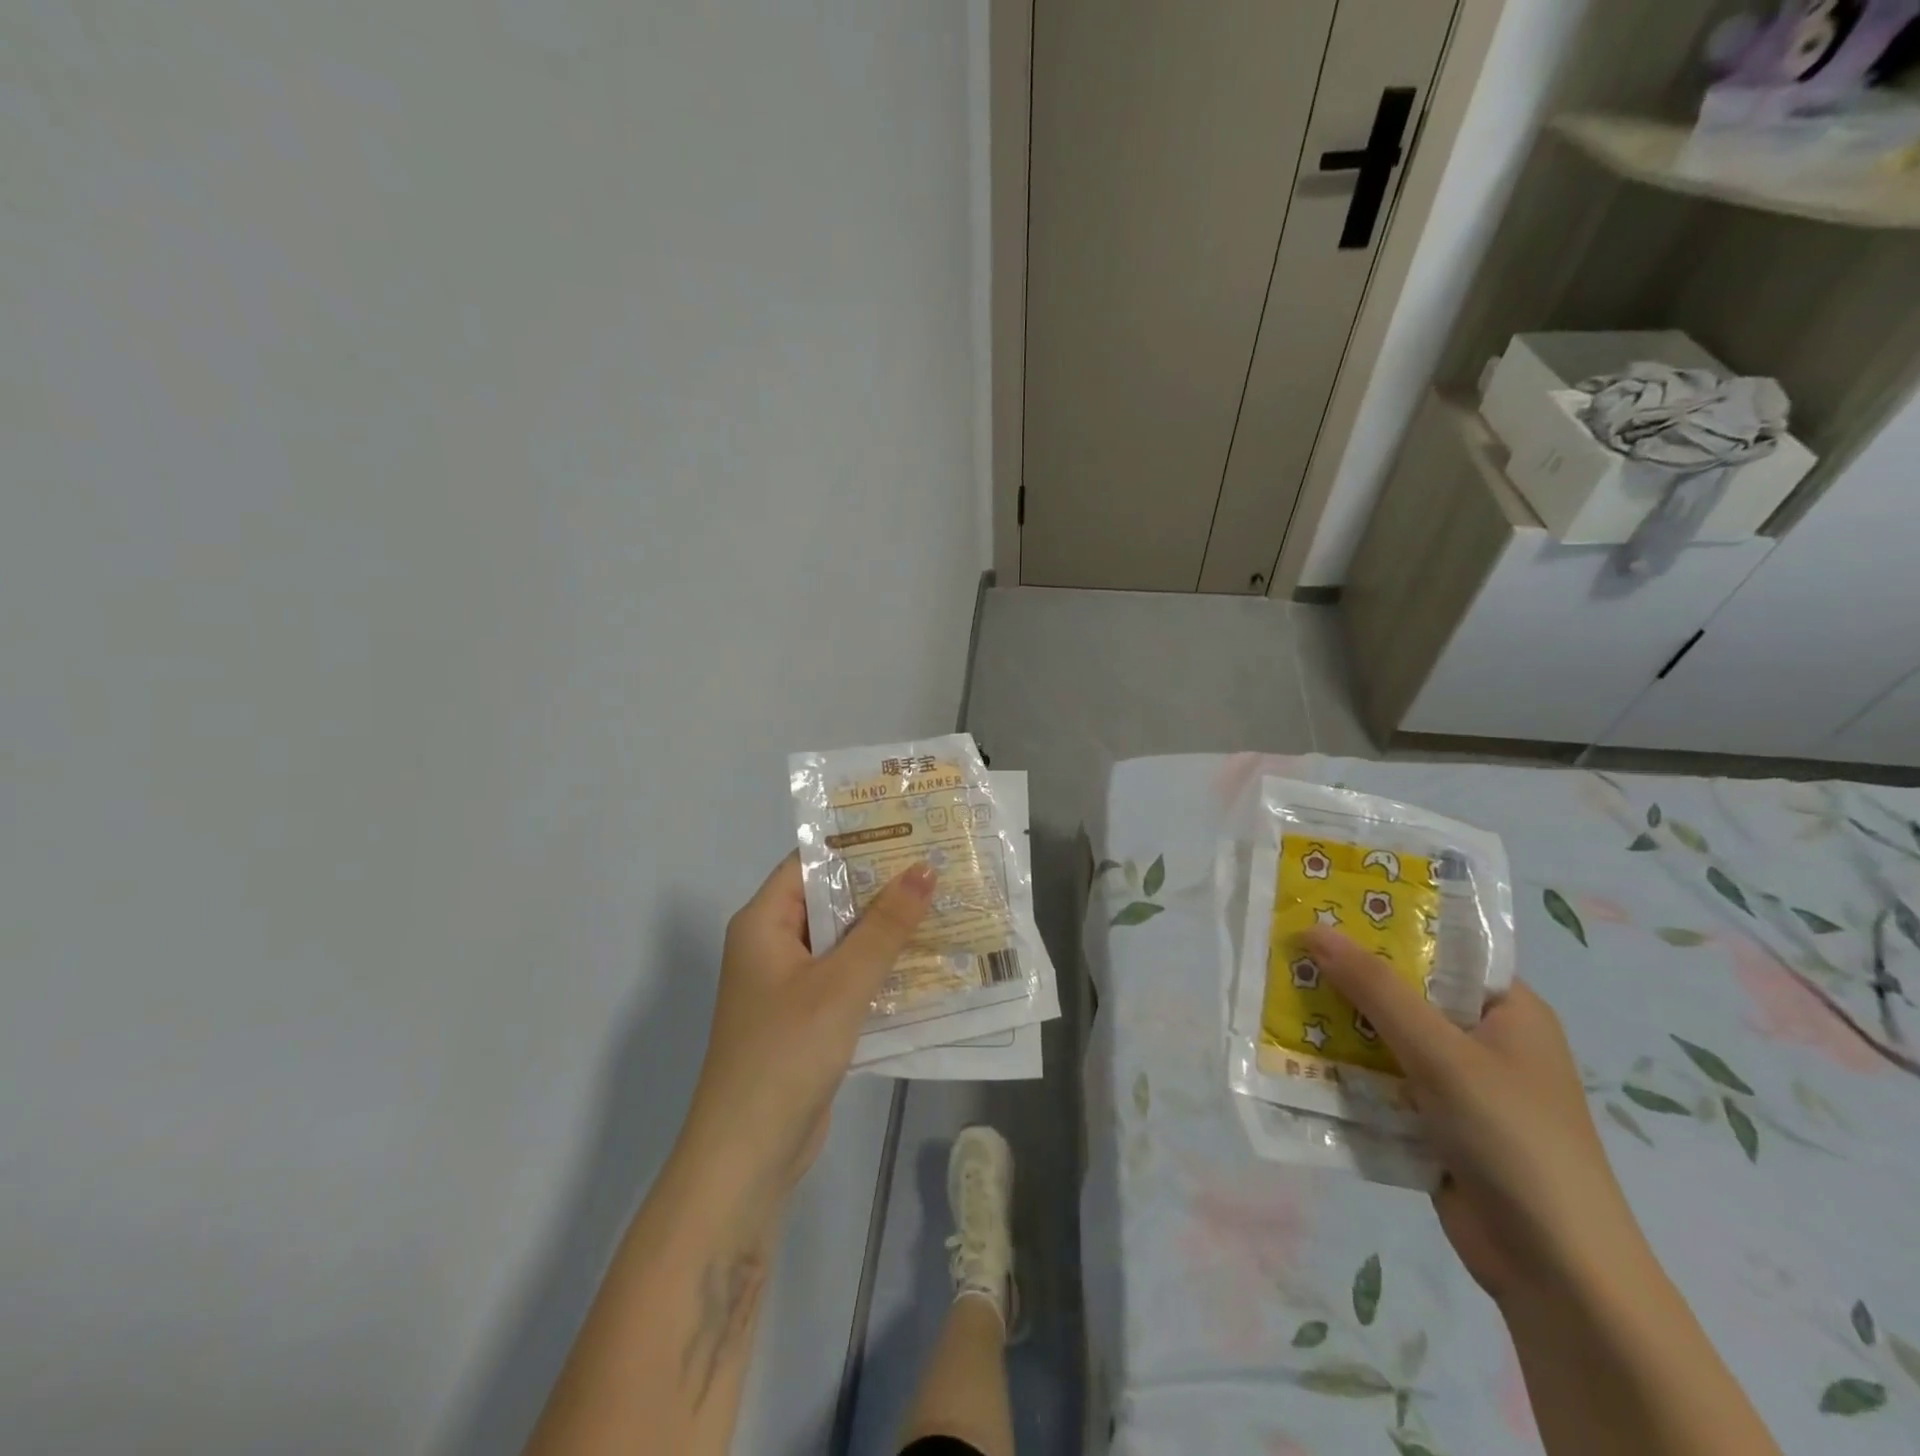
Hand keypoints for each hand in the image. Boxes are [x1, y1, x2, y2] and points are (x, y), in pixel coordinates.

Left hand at [680, 854, 933, 1208]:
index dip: (857, 843)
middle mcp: (773, 945)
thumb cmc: (786, 1053)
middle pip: (831, 901)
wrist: (747, 1157)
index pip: (811, 863)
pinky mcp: (808, 1019)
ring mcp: (790, 985)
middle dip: (882, 887)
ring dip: (887, 930)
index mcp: (764, 922)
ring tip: (945, 906)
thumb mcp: (841, 983)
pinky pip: (848, 979)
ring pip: (844, 942)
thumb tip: (924, 869)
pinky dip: (881, 969)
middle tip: (940, 866)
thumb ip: (885, 926)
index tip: (910, 830)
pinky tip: (928, 963)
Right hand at [1303, 929, 1647, 1305]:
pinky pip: (1381, 1081)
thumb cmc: (1512, 1139)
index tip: (1325, 908)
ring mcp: (1459, 1085)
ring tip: (1278, 993)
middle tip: (1287, 948)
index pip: (1441, 949)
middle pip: (1406, 993)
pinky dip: (1346, 1070)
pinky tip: (1296, 1053)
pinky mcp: (1434, 1123)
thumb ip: (1376, 989)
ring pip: (1387, 1038)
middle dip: (1349, 977)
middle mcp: (1484, 1040)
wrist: (1556, 1273)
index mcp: (1508, 1010)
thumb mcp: (1441, 1053)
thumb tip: (1314, 929)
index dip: (1384, 925)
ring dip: (1340, 1025)